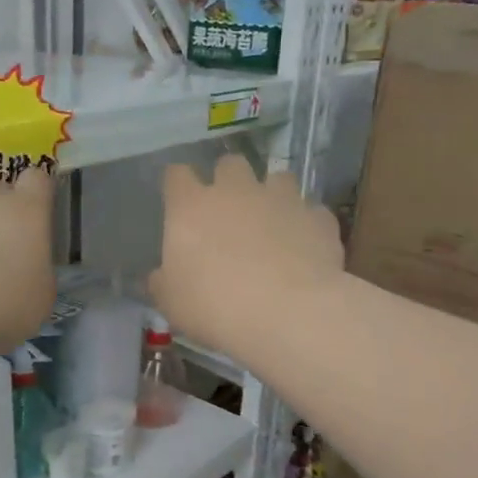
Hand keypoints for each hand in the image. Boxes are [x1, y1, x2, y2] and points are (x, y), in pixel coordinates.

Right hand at [151, 154, 343, 357]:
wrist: (287, 313)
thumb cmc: (214, 306)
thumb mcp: (171, 302)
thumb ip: (163, 282)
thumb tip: (160, 276)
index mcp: (191, 206)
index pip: (177, 175)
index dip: (177, 185)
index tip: (178, 201)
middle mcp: (236, 190)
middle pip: (230, 164)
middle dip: (228, 181)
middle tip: (228, 211)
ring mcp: (282, 199)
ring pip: (277, 178)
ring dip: (272, 195)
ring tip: (272, 223)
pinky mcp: (318, 217)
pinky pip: (310, 212)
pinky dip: (305, 224)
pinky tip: (304, 247)